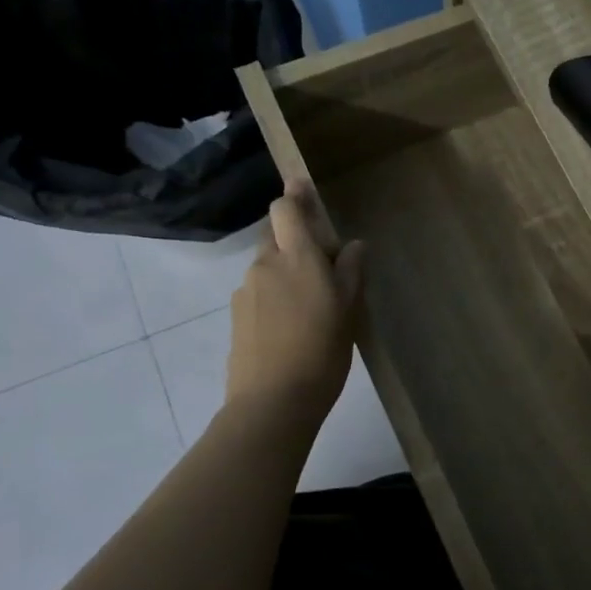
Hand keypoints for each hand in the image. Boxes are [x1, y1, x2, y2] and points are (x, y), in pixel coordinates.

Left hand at [224, 180, 364, 426]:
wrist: (273, 401)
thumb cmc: (322, 350)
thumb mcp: (350, 309)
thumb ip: (352, 271)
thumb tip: (353, 245)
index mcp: (296, 257)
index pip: (285, 210)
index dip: (294, 195)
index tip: (303, 188)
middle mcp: (265, 265)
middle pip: (277, 237)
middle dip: (298, 242)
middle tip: (326, 268)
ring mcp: (245, 291)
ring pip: (268, 267)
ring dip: (287, 272)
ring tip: (312, 306)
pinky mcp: (236, 317)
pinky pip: (260, 292)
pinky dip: (275, 297)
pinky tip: (292, 327)